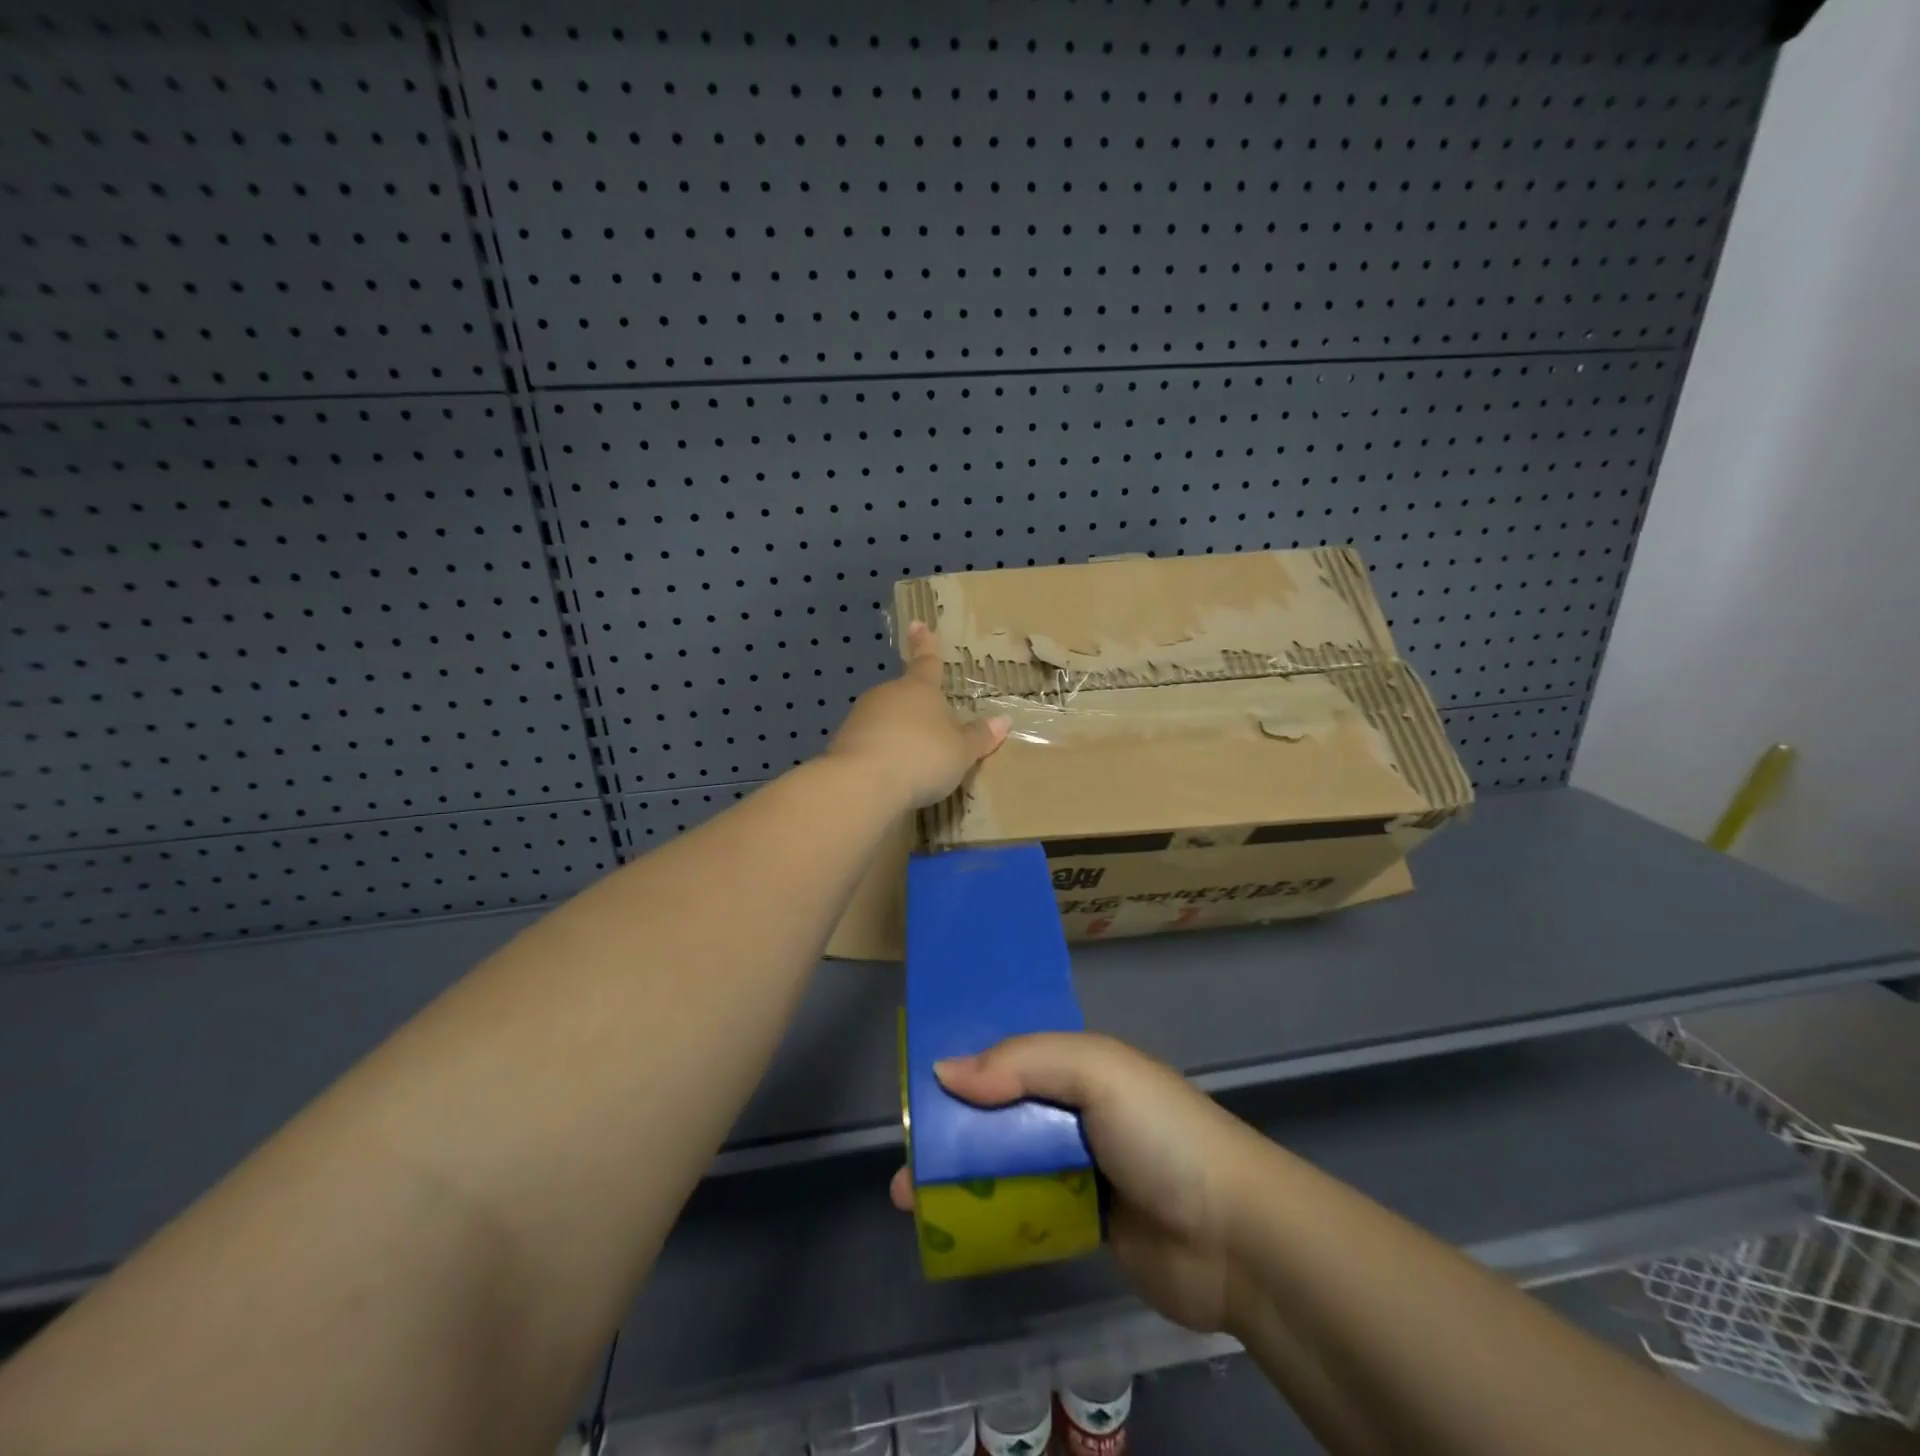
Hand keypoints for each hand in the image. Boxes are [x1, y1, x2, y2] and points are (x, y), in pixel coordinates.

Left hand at [828, 622, 1009, 808]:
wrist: (863, 783)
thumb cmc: (922, 757)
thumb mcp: (961, 751)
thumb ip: (979, 737)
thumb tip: (1004, 720)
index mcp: (919, 689)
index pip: (927, 661)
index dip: (925, 644)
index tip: (917, 624)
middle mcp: (888, 694)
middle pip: (904, 694)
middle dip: (914, 707)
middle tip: (928, 728)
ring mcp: (861, 716)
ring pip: (884, 718)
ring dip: (896, 733)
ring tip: (911, 760)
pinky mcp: (843, 742)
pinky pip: (869, 743)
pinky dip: (879, 753)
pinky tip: (888, 774)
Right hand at [889, 1033, 1260, 1334]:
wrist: (1234, 1238)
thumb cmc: (1161, 1135)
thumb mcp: (1096, 1072)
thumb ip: (1022, 1063)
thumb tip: (944, 1072)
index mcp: (1082, 1065)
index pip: (1011, 1053)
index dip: (966, 1062)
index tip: (915, 1081)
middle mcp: (1077, 1110)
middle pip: (1000, 1111)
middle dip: (951, 1126)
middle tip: (903, 1151)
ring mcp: (1080, 1168)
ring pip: (1006, 1162)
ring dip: (960, 1175)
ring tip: (908, 1197)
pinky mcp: (1083, 1222)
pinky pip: (1024, 1210)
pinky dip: (988, 1215)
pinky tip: (951, 1228)